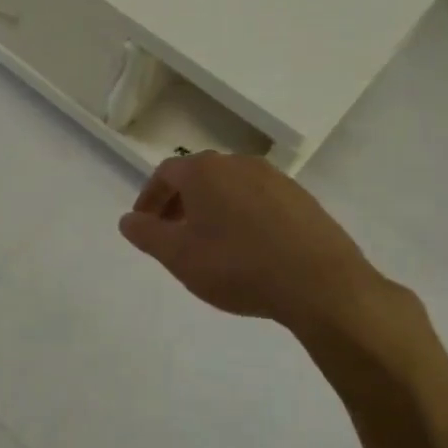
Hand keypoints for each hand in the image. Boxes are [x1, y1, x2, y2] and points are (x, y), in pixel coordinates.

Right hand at [118, 153, 412, 352]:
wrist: (320, 283)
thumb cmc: (237, 265)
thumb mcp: (178, 256)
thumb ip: (146, 234)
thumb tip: (127, 220)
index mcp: (205, 170)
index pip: (165, 174)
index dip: (149, 198)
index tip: (144, 225)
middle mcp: (239, 164)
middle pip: (198, 177)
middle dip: (180, 204)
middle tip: (172, 236)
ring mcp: (275, 179)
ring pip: (231, 188)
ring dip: (212, 210)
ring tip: (210, 245)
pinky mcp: (302, 200)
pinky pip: (260, 202)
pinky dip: (243, 218)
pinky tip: (249, 250)